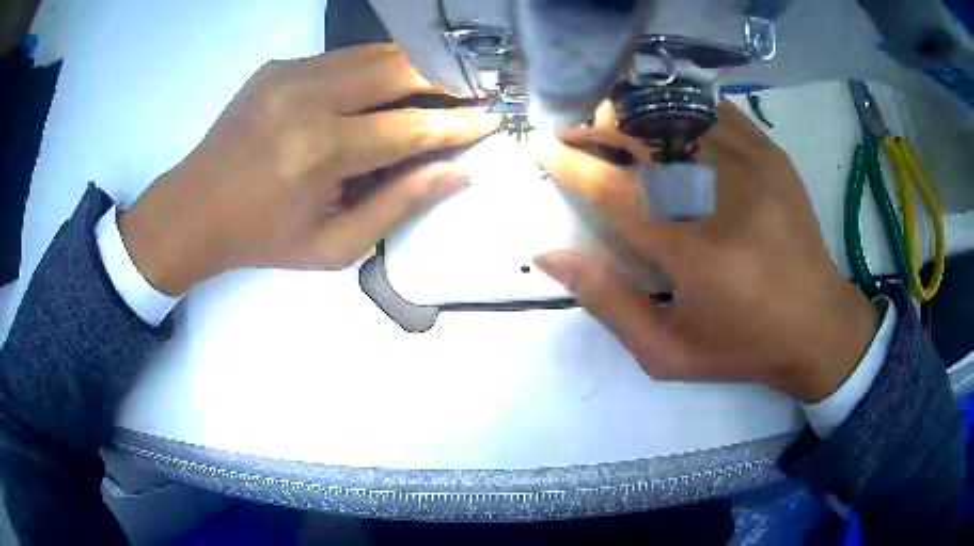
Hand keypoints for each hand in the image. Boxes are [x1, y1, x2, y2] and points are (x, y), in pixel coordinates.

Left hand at [120, 44, 497, 294]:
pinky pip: (344, 57)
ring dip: (413, 68)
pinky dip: (375, 68)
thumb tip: (458, 172)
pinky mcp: (279, 65)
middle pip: (398, 69)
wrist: (193, 210)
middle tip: (473, 92)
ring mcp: (289, 73)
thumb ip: (398, 205)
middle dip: (445, 78)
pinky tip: (384, 87)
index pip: (410, 127)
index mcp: (319, 152)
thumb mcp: (333, 246)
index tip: (493, 118)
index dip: (458, 124)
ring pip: (374, 53)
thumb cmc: (262, 239)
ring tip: (438, 86)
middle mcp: (307, 98)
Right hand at [535, 101, 879, 402]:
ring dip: (633, 114)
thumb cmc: (740, 346)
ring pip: (676, 115)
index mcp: (694, 253)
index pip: (615, 190)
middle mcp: (722, 197)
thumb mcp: (665, 351)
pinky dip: (678, 108)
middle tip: (572, 131)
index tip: (544, 152)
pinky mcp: (771, 155)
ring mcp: (753, 166)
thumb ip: (606, 301)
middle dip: (595, 128)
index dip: (571, 165)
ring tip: (611, 123)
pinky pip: (714, 112)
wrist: (817, 325)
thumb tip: (549, 254)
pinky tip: (662, 119)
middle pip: (644, 138)